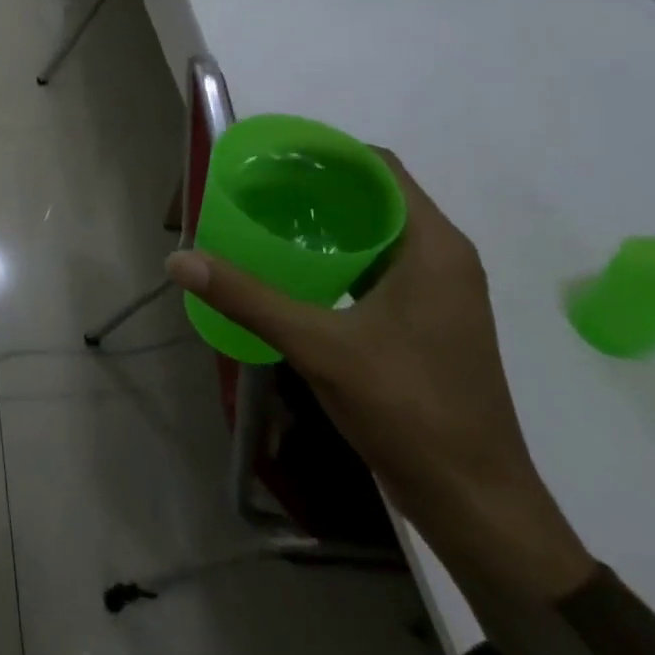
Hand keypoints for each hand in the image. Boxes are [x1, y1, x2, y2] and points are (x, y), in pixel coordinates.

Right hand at [167, 150, 594, 603]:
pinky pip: (373, 263)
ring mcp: (435, 291)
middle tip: (253, 184)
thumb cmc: (411, 411)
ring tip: (263, 216)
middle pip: (372, 194)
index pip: (378, 166)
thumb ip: (248, 297)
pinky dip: (333, 253)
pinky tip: (289, 266)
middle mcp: (440, 257)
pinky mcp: (422, 319)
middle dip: (314, 183)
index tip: (270, 154)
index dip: (325, 151)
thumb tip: (178, 259)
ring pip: (373, 230)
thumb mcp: (320, 346)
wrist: (476, 503)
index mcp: (433, 247)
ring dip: (323, 219)